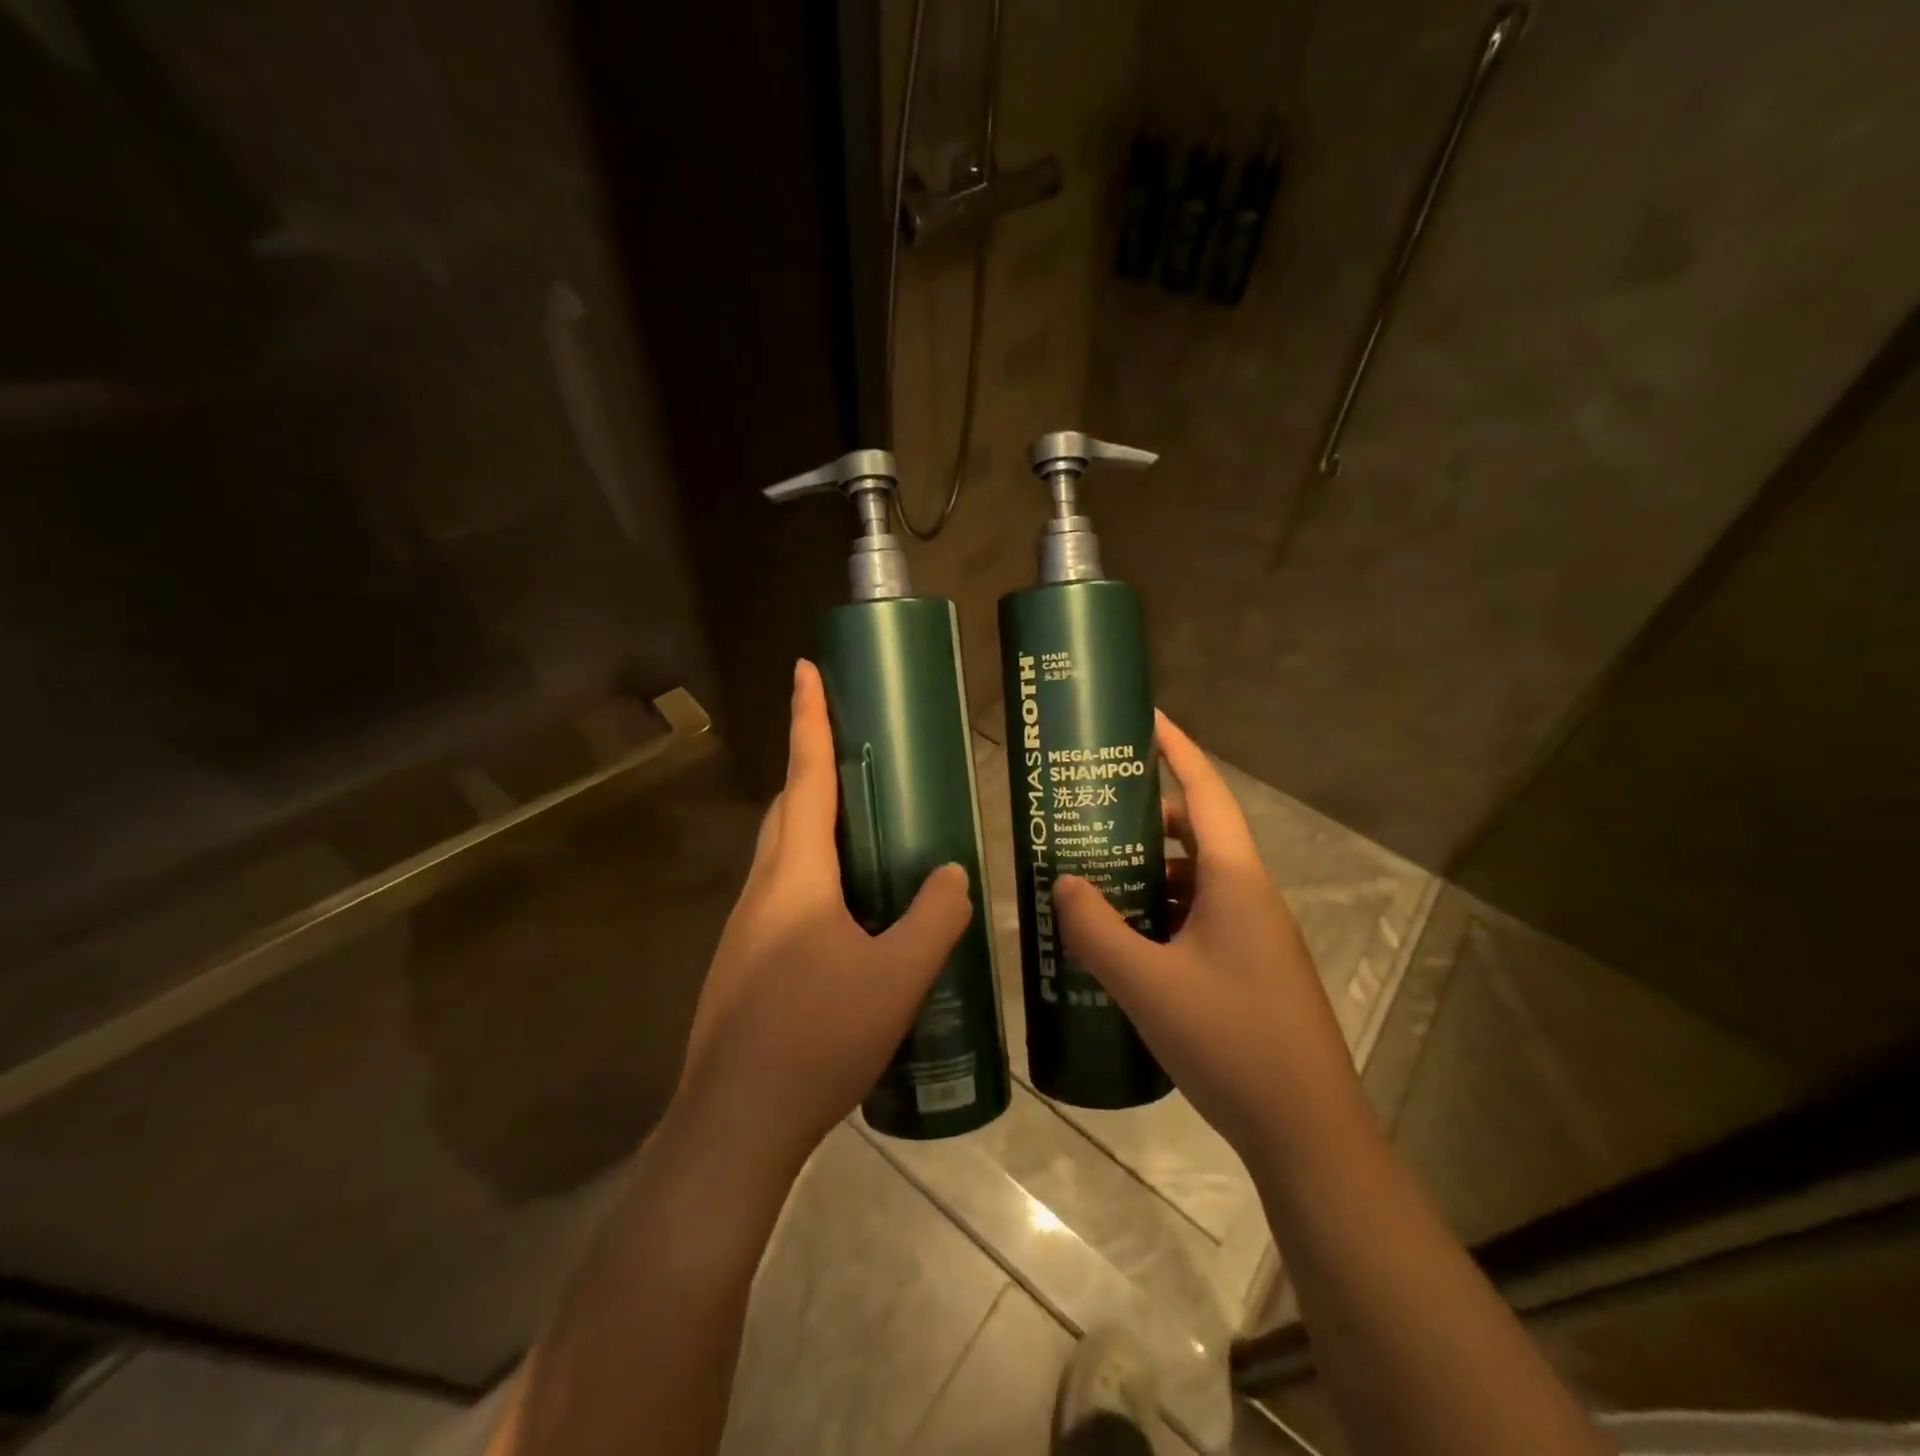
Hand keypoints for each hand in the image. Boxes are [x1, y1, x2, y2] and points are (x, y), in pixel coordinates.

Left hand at [673, 659, 973, 1175]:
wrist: (734, 1125)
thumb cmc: (817, 1037)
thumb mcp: (898, 975)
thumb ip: (935, 916)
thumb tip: (952, 872)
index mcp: (796, 875)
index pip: (806, 775)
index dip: (808, 718)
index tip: (804, 667)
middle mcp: (762, 889)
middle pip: (788, 809)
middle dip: (813, 770)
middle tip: (857, 759)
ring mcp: (745, 930)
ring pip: (782, 857)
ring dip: (815, 830)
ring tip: (866, 840)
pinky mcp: (744, 966)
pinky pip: (782, 898)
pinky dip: (814, 881)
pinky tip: (848, 922)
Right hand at [1054, 712, 1362, 1160]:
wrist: (1308, 1132)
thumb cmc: (1230, 1042)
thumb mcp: (1146, 984)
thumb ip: (1096, 929)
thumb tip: (1063, 882)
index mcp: (1235, 879)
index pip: (1203, 792)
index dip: (1176, 749)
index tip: (1145, 718)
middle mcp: (1250, 895)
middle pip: (1194, 833)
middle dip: (1143, 818)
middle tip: (1090, 816)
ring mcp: (1255, 934)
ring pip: (1194, 879)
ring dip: (1149, 872)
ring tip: (1094, 878)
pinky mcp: (1250, 967)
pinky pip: (1199, 917)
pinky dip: (1161, 912)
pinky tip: (1124, 939)